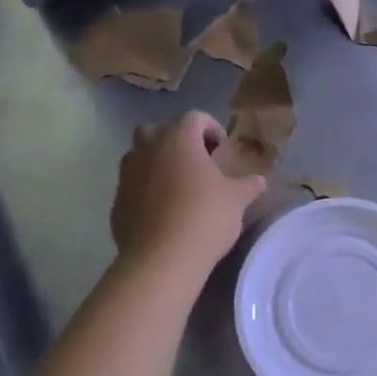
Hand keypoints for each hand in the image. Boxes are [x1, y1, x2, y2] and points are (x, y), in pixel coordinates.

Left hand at [111, 112, 265, 276]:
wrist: (161, 259)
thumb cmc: (205, 217)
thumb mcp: (237, 200)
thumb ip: (248, 185)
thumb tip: (259, 180)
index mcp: (179, 139)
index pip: (195, 117)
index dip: (211, 128)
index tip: (222, 148)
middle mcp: (148, 148)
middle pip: (158, 130)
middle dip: (175, 140)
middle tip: (195, 162)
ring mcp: (127, 174)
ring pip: (139, 156)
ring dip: (156, 163)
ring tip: (177, 186)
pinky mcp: (117, 201)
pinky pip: (132, 185)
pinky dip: (144, 190)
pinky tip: (162, 212)